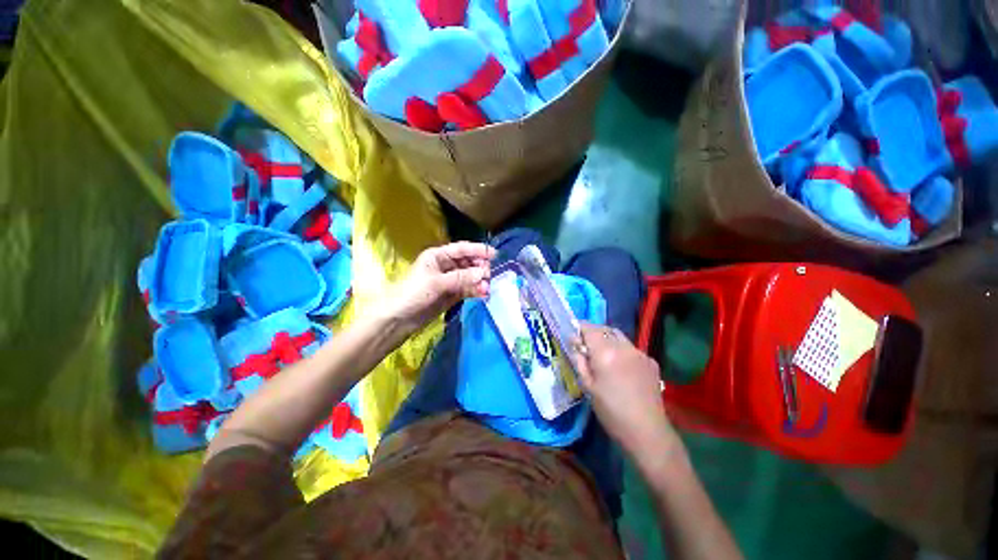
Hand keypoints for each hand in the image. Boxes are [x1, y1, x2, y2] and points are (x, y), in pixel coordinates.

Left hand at [389, 242, 496, 331]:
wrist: (399, 319)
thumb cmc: (413, 293)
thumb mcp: (437, 282)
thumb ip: (461, 277)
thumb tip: (484, 273)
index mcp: (437, 256)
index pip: (461, 249)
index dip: (478, 250)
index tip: (494, 254)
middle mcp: (445, 266)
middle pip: (467, 262)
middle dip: (480, 267)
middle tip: (490, 274)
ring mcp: (449, 281)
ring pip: (469, 277)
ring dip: (479, 281)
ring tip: (488, 287)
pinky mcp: (451, 295)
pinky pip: (467, 289)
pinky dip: (475, 291)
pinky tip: (483, 294)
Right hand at [574, 323, 678, 457]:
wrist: (646, 431)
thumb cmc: (611, 411)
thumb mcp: (587, 386)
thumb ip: (580, 360)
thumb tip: (575, 344)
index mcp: (605, 353)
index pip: (590, 329)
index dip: (580, 328)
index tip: (574, 336)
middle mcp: (624, 347)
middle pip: (605, 329)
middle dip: (594, 333)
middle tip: (587, 346)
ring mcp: (640, 353)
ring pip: (619, 337)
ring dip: (608, 340)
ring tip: (604, 356)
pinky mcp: (651, 361)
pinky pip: (631, 348)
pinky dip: (622, 350)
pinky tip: (621, 367)